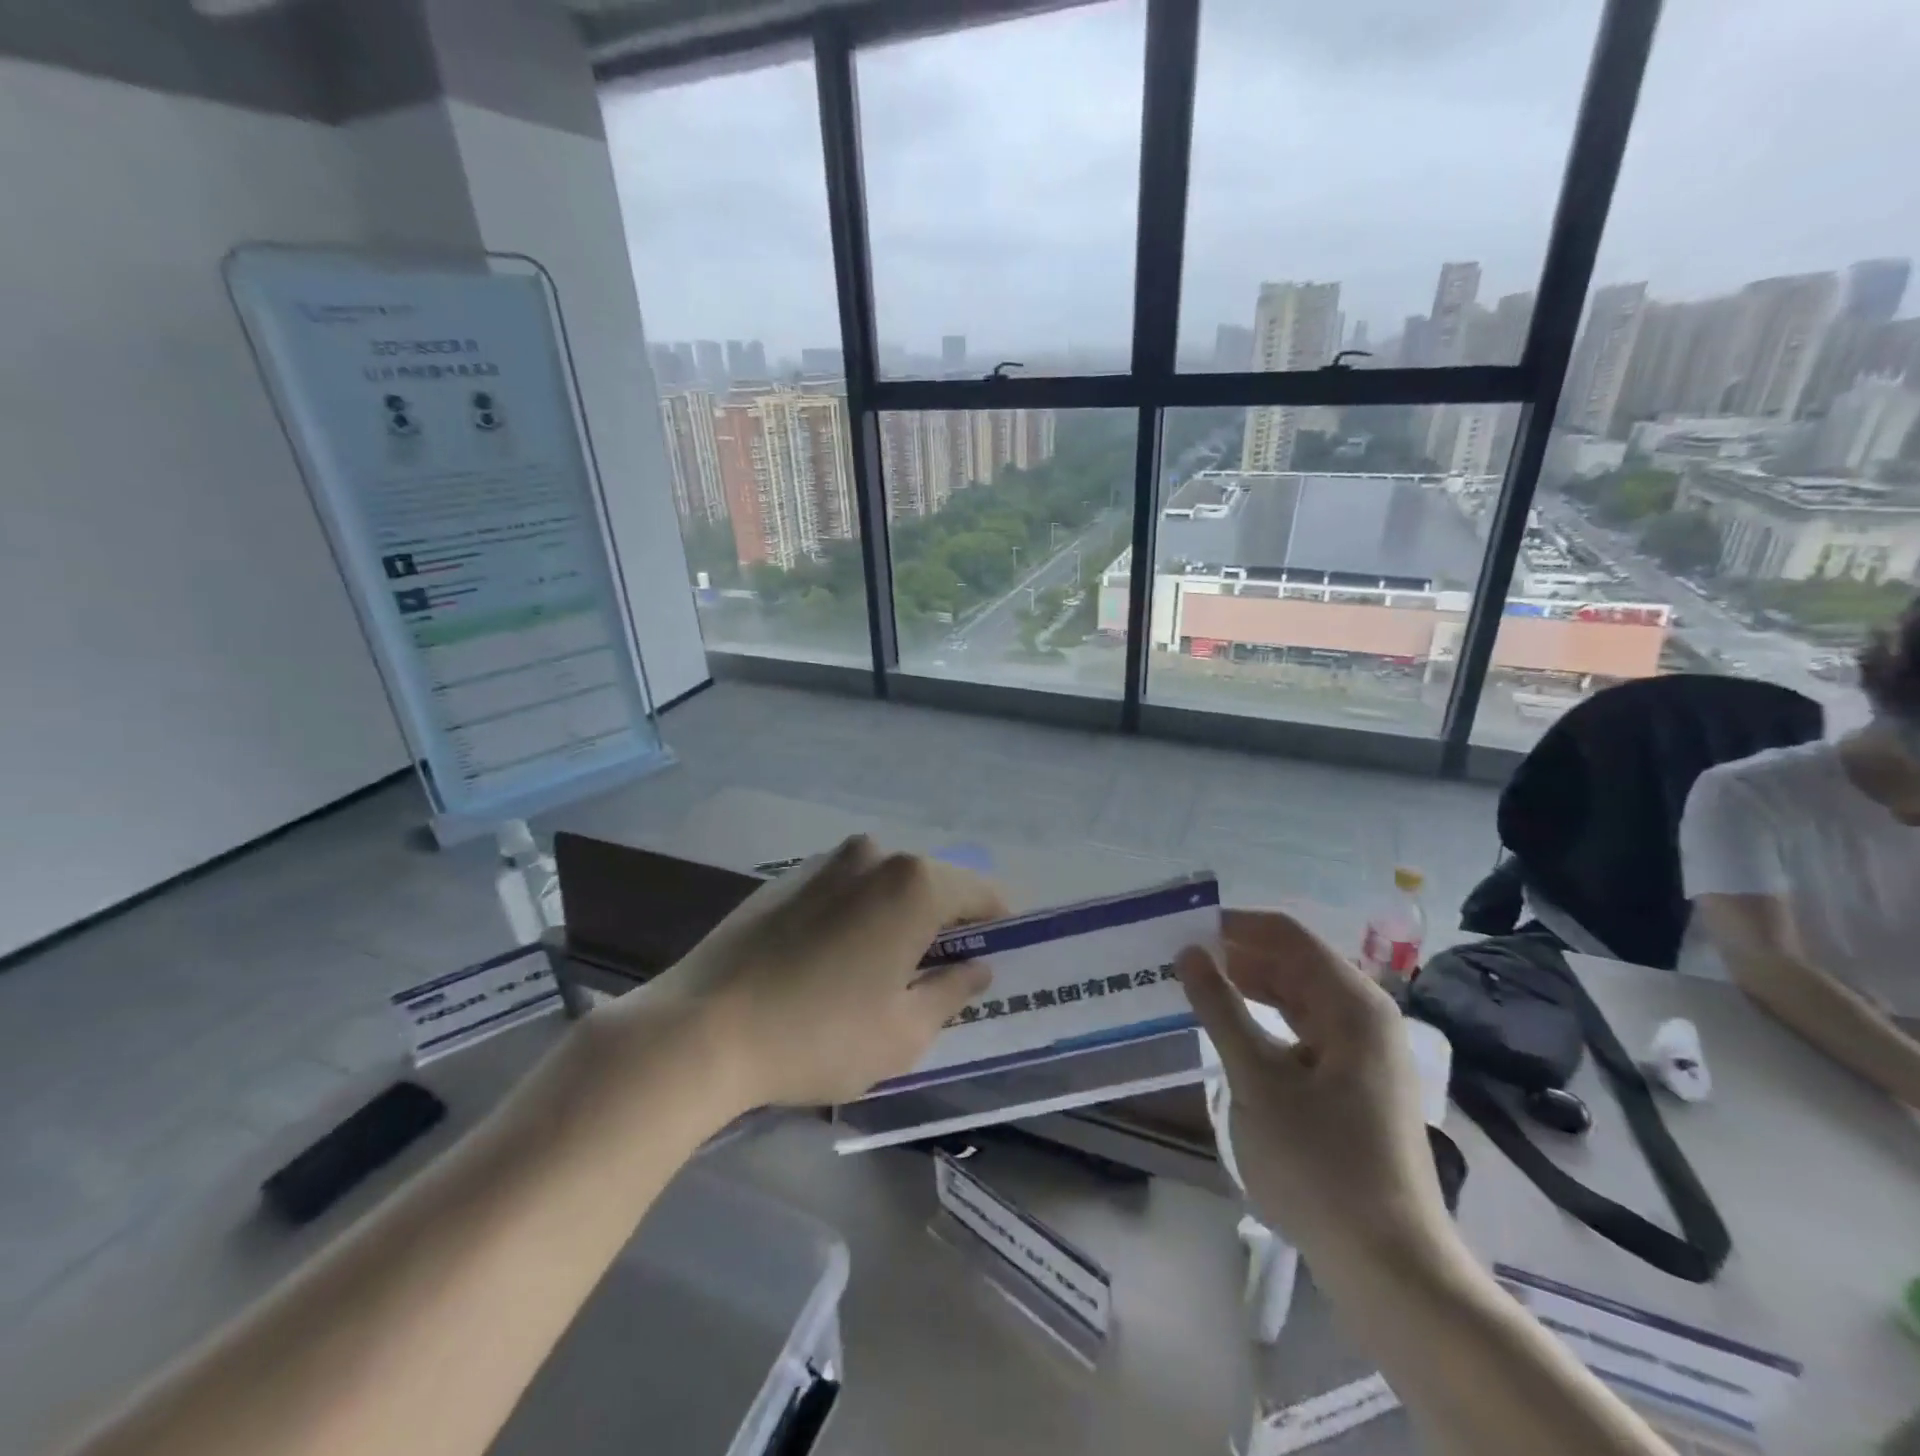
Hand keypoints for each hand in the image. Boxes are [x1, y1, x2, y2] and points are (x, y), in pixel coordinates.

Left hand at [633, 835, 1005, 1108]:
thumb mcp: (904, 1032)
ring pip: (886, 885)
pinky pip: (844, 889)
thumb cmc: (819, 1035)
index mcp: (914, 883)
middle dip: (945, 923)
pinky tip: (834, 961)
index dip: (998, 923)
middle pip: (932, 884)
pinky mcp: (784, 877)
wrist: (700, 1029)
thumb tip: (977, 968)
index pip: (981, 892)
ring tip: (883, 971)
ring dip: (899, 917)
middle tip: (942, 975)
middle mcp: (874, 855)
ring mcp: (824, 861)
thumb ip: (953, 991)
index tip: (999, 956)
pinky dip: (858, 914)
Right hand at [1177, 910, 1449, 1265]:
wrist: (1389, 1266)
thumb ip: (1220, 1008)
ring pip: (1297, 997)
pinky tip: (1229, 1031)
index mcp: (1352, 1003)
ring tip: (1193, 988)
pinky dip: (1265, 1022)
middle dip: (1236, 956)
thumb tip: (1189, 952)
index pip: (1286, 934)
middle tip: (1177, 959)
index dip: (1233, 925)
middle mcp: (1364, 1016)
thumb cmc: (1319, 1163)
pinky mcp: (1355, 1083)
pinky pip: (1304, 1031)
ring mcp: (1363, 1051)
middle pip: (1293, 962)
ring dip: (1247, 988)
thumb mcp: (1256, 1079)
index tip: (1182, 928)